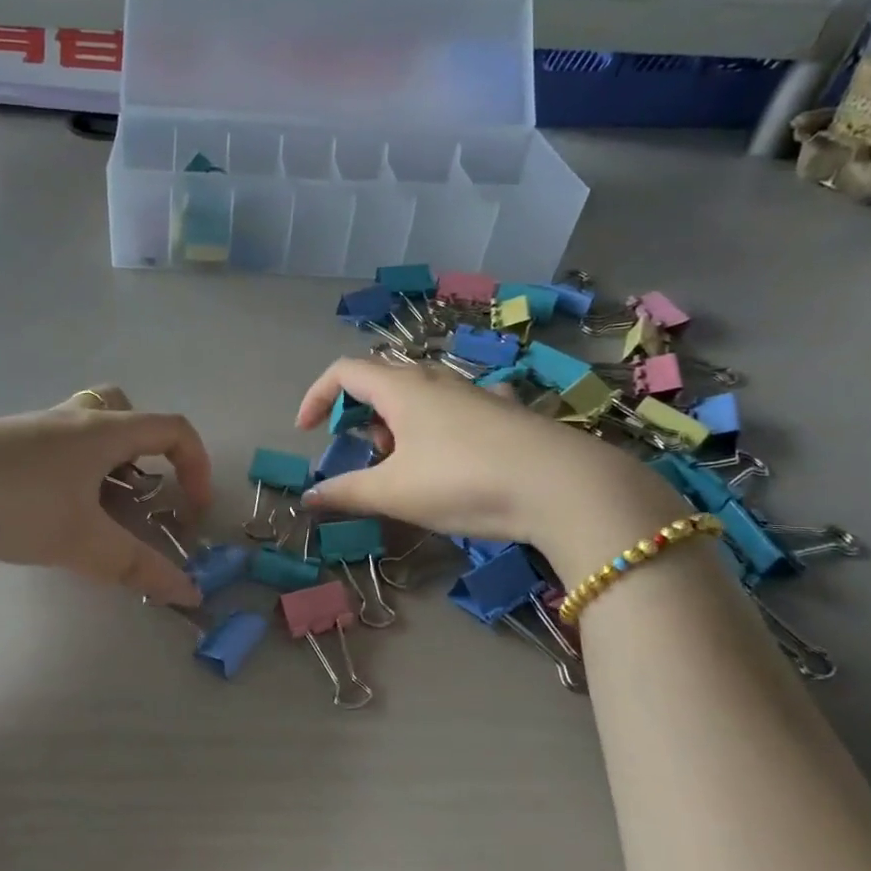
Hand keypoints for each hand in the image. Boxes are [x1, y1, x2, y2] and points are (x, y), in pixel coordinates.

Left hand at [0, 387, 211, 605]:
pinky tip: (44, 511)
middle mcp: (71, 419)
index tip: (193, 510)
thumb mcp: (81, 542)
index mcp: (102, 430)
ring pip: (84, 428)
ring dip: (104, 461)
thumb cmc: (14, 504)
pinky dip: (68, 471)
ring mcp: (31, 428)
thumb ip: (137, 567)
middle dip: (145, 447)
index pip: (172, 428)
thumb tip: (190, 593)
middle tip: (138, 489)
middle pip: (124, 409)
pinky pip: (52, 446)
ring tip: (93, 510)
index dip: (197, 465)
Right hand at [295, 358, 684, 576]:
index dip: (316, 397)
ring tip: (407, 466)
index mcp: (402, 388)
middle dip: (361, 415)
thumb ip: (345, 493)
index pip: (344, 372)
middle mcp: (437, 379)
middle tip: (364, 455)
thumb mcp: (394, 493)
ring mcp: (476, 393)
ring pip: (421, 395)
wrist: (563, 487)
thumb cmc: (462, 481)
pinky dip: (440, 426)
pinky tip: (456, 455)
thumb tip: (307, 498)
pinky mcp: (507, 413)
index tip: (306, 432)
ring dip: (399, 424)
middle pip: (382, 380)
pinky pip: (459, 408)